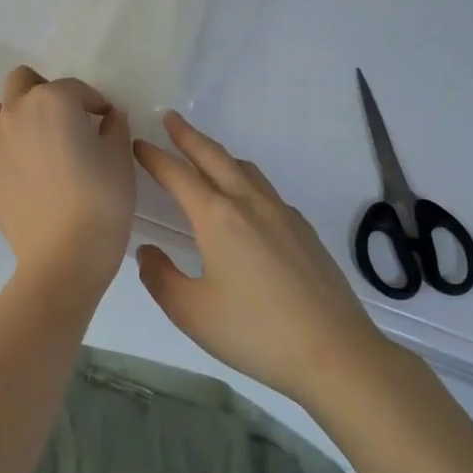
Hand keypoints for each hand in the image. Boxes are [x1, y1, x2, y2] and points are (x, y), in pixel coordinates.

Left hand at [0, 67, 133, 295]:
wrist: (66, 251)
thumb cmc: (102, 200)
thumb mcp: (119, 157)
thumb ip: (114, 126)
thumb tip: (108, 116)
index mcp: (52, 100)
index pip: (74, 88)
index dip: (91, 102)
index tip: (101, 120)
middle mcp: (15, 112)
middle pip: (21, 82)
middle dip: (41, 92)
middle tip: (60, 120)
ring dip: (11, 119)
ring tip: (31, 146)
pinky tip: (4, 168)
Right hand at [134, 112, 396, 406]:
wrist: (335, 353)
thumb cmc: (254, 332)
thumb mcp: (190, 311)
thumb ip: (160, 277)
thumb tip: (148, 252)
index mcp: (218, 219)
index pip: (178, 176)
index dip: (154, 157)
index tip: (137, 143)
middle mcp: (251, 206)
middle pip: (215, 158)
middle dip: (189, 137)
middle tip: (171, 119)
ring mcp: (284, 216)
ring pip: (246, 171)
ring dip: (220, 156)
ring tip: (205, 154)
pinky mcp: (305, 233)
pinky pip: (267, 192)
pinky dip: (245, 181)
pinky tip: (245, 202)